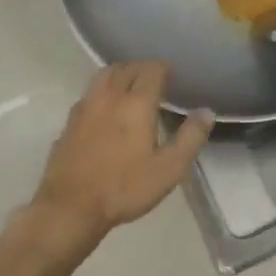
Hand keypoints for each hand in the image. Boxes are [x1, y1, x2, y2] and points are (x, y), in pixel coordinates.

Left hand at [26, 62, 213, 256]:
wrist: (71, 207)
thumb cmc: (125, 188)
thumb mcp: (169, 169)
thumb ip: (190, 137)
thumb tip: (207, 112)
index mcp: (136, 104)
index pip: (151, 70)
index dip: (163, 68)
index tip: (172, 75)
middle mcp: (109, 97)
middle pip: (125, 68)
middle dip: (141, 68)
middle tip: (153, 78)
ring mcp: (84, 108)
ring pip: (102, 77)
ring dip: (119, 74)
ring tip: (130, 87)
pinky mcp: (69, 123)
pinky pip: (88, 95)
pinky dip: (102, 92)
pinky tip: (106, 110)